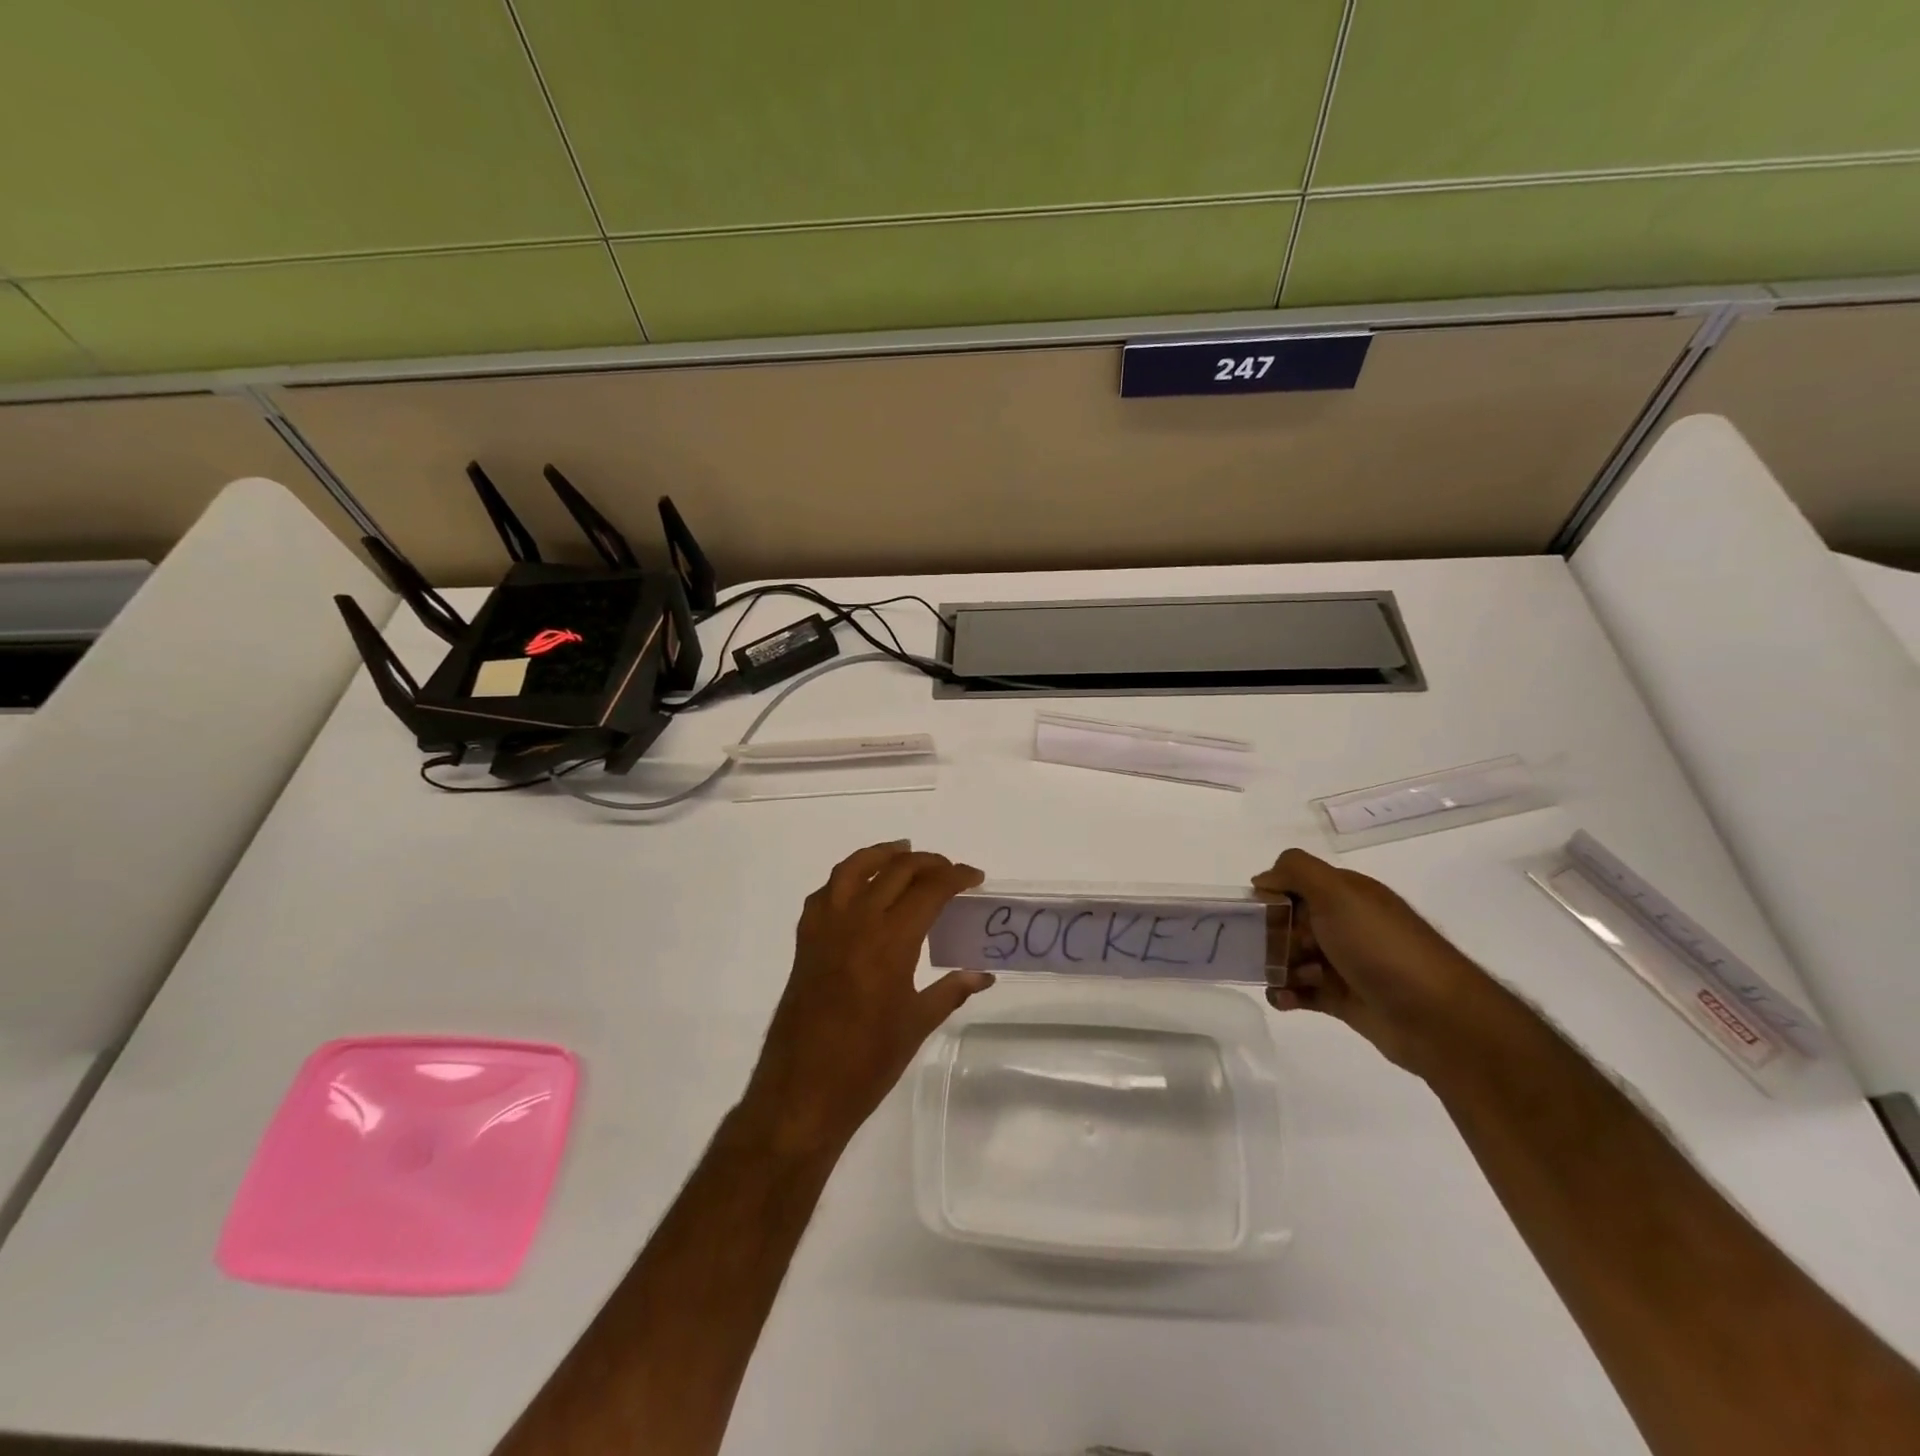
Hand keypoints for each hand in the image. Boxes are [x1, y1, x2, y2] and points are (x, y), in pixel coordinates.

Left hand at [742, 842, 993, 1155]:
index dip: (956, 876)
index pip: (929, 890)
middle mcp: (857, 922)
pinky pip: (826, 893)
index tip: (975, 877)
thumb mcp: (917, 1025)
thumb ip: (951, 991)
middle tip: (949, 871)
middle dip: (928, 863)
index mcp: (890, 942)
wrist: (802, 1091)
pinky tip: (859, 889)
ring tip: (903, 853)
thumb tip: (983, 974)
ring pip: (854, 869)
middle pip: (895, 871)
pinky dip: (846, 880)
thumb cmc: (867, 1063)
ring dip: (882, 855)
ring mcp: (826, 928)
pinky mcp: (805, 941)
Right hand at [1254, 848, 1499, 1077]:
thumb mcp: (1337, 892)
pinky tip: (1283, 1000)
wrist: (1437, 1018)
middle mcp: (1346, 925)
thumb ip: (1295, 871)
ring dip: (1278, 967)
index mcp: (1347, 895)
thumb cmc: (1382, 947)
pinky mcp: (1344, 1000)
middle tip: (1270, 950)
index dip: (1271, 896)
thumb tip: (1262, 880)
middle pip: (1289, 922)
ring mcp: (1345, 964)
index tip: (1256, 913)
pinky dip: (1286, 995)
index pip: (1295, 885)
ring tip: (1285, 981)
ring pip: (1292, 958)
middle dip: (1271, 935)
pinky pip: (1302, 993)